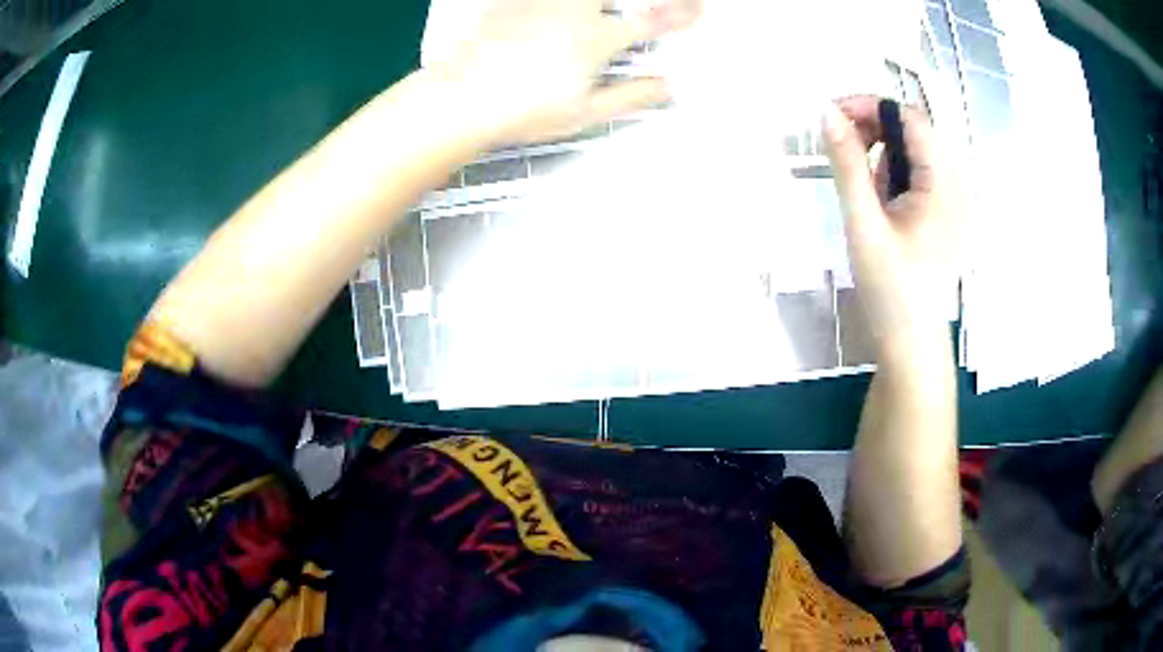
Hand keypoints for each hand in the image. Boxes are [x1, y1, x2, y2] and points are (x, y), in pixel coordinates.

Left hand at [432, 0, 699, 145]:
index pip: (653, 20)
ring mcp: (542, 1)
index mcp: (596, 40)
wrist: (461, 98)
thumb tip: (667, 87)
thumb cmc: (521, 110)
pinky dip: (560, 4)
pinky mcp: (513, 0)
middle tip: (640, 14)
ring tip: (599, 14)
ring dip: (600, 2)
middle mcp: (573, 10)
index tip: (697, 8)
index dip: (681, 12)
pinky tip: (554, 17)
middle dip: (638, 1)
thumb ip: (632, 96)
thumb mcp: (585, 113)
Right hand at [822, 96, 959, 359]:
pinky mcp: (950, 213)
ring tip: (865, 190)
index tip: (831, 116)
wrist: (911, 343)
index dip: (870, 106)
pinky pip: (922, 174)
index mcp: (945, 184)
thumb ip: (846, 164)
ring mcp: (957, 200)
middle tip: (840, 150)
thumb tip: (826, 112)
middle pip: (915, 131)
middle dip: (874, 129)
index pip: (910, 117)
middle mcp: (958, 184)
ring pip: (917, 151)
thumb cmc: (890, 289)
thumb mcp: (863, 223)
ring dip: (884, 153)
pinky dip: (896, 174)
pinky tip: (883, 202)